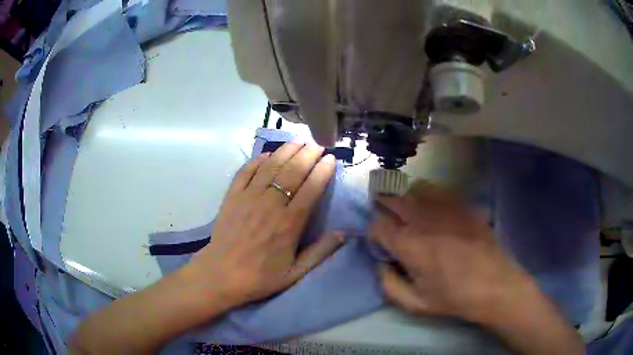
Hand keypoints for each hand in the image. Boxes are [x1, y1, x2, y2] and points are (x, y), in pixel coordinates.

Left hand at [186, 141, 343, 310]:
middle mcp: (270, 205)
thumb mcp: (295, 273)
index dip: (323, 171)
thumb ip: (320, 253)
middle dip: (308, 154)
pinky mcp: (232, 196)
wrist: (221, 275)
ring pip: (271, 166)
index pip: (311, 189)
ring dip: (286, 150)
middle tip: (318, 144)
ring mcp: (248, 198)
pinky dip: (258, 159)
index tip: (331, 159)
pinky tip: (268, 154)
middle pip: (293, 171)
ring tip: (299, 140)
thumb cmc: (260, 277)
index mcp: (289, 224)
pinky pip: (246, 171)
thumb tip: (344, 233)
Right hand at [370, 183, 584, 354]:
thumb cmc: (454, 298)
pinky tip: (433, 208)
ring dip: (405, 197)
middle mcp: (424, 219)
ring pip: (413, 188)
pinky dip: (428, 195)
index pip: (376, 224)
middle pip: (392, 198)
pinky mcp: (463, 205)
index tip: (379, 241)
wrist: (495, 285)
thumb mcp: (415, 304)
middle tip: (387, 219)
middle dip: (382, 206)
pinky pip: (438, 189)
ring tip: (409, 211)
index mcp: (409, 245)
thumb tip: (381, 264)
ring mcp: (446, 208)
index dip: (373, 232)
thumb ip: (388, 285)